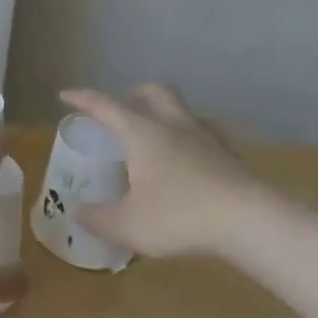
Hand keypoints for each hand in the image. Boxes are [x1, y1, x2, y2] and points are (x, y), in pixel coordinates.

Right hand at [63, 84, 276, 257]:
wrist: (251, 221)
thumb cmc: (180, 215)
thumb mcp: (129, 224)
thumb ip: (99, 219)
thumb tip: (78, 213)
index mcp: (141, 132)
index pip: (104, 105)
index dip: (82, 99)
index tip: (65, 95)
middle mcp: (172, 124)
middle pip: (152, 92)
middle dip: (133, 95)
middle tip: (122, 109)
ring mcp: (205, 137)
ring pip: (182, 109)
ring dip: (165, 114)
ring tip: (157, 135)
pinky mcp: (231, 156)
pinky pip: (206, 135)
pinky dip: (191, 139)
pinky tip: (191, 160)